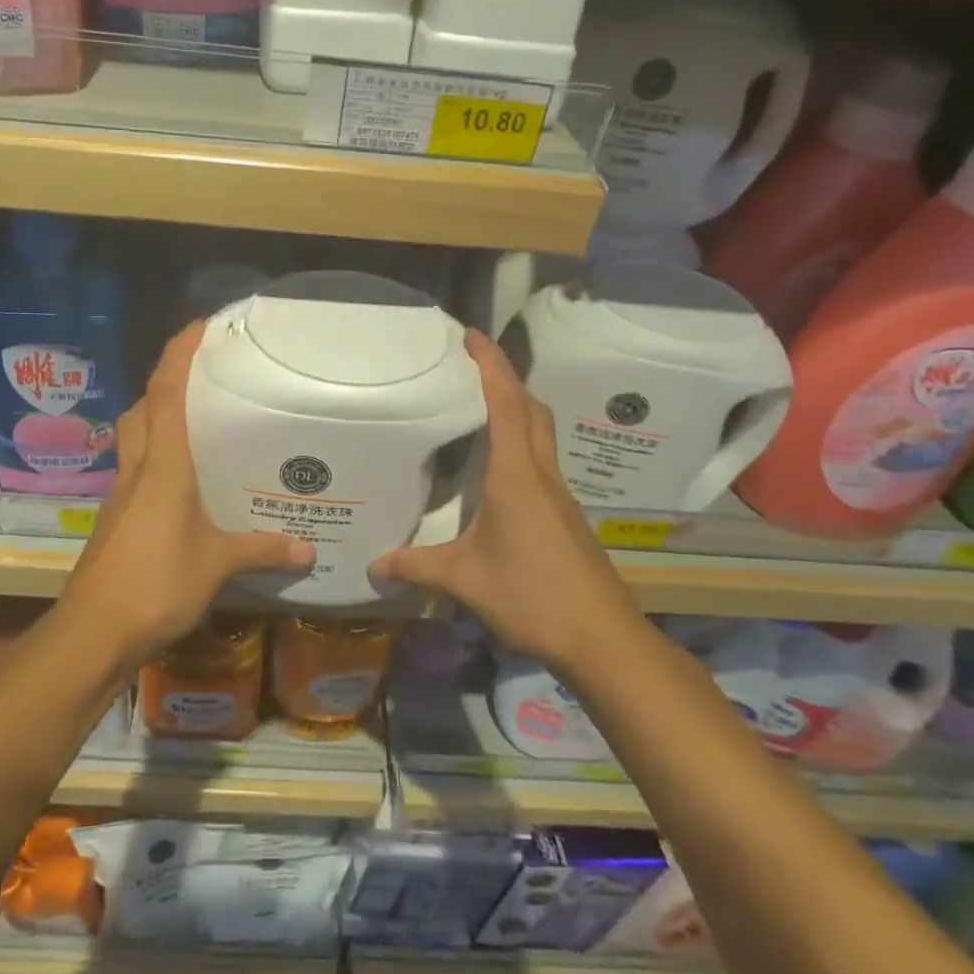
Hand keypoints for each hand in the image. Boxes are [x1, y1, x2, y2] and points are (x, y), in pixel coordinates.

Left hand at [55, 321, 313, 665]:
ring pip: (133, 439)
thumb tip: (308, 552)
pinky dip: (155, 460)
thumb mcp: (217, 564)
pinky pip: (136, 472)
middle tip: (203, 380)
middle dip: (165, 383)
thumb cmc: (156, 582)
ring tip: (197, 425)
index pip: (166, 392)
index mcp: (162, 464)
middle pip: (142, 409)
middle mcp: (136, 469)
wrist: (94, 631)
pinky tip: (184, 484)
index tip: (200, 326)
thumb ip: (262, 550)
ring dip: (156, 419)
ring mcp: (120, 496)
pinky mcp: (115, 520)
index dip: (179, 353)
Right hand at [370, 329, 641, 668]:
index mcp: (517, 476)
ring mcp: (560, 496)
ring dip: (518, 411)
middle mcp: (542, 475)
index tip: (471, 336)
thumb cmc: (531, 596)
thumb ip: (416, 567)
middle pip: (532, 410)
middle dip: (506, 380)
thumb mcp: (464, 580)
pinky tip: (497, 473)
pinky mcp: (567, 517)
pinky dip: (521, 445)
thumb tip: (373, 567)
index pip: (506, 405)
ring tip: (481, 410)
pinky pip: (542, 463)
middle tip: (472, 368)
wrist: (601, 637)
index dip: (490, 365)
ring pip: (541, 435)